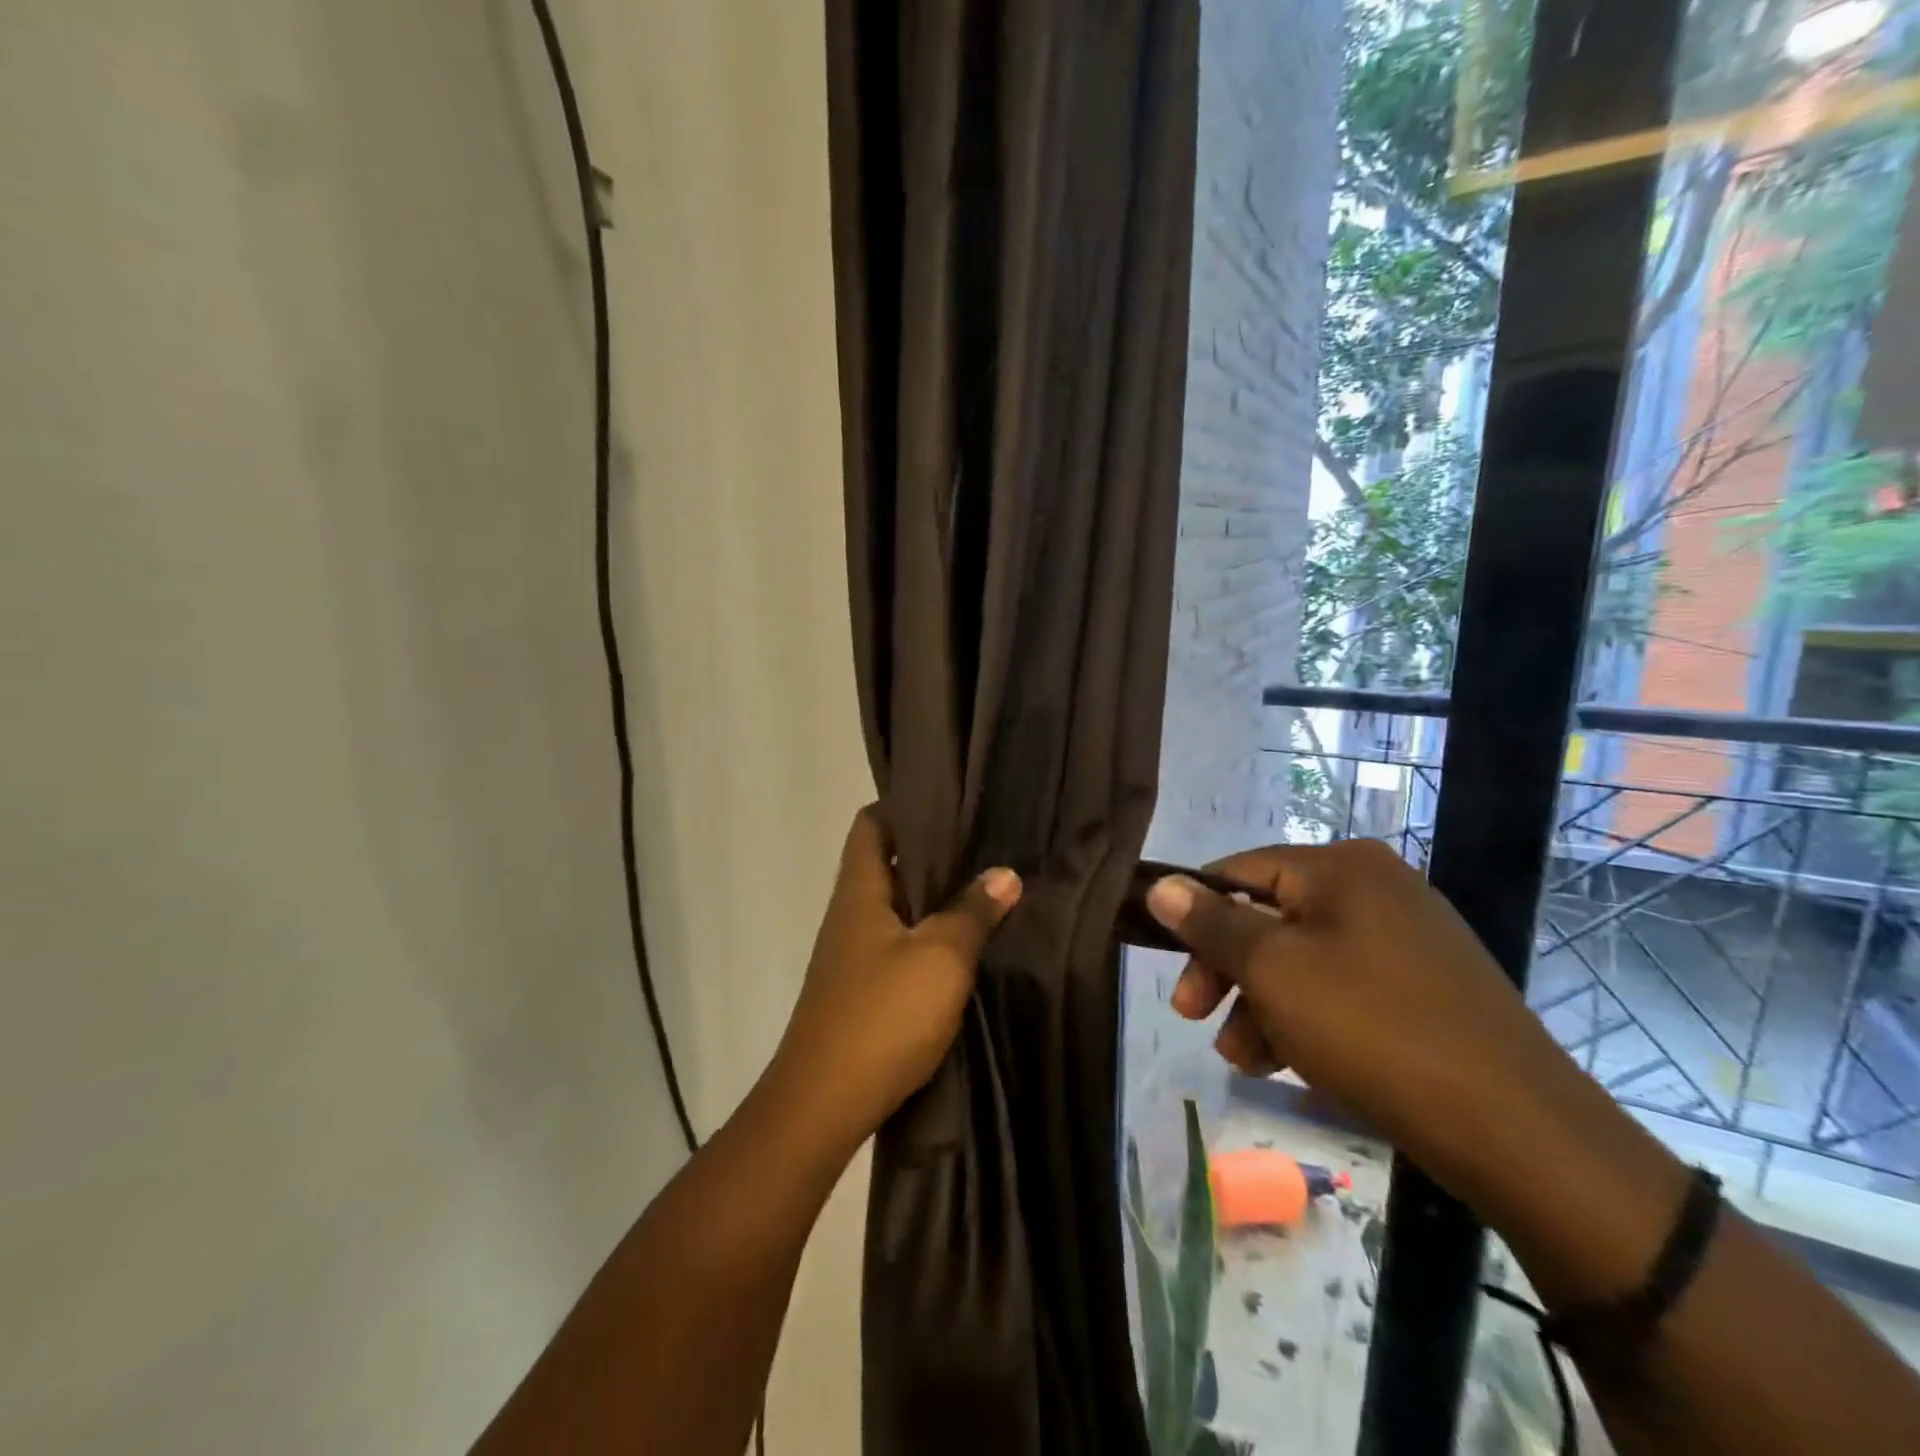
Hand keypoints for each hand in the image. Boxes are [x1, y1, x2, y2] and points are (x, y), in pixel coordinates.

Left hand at [771, 806, 1020, 1150]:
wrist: (824, 1104)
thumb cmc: (882, 1015)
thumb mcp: (940, 958)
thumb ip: (973, 912)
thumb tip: (1005, 873)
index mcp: (860, 892)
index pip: (872, 824)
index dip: (905, 806)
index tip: (951, 803)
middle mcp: (850, 914)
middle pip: (887, 864)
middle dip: (932, 853)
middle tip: (984, 845)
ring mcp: (853, 955)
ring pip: (896, 908)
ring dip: (933, 899)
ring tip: (984, 888)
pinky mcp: (862, 991)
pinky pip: (899, 946)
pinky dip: (928, 937)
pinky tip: (964, 947)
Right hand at [1145, 838, 1629, 1212]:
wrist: (1517, 1132)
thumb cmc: (1374, 1029)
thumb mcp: (1275, 971)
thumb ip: (1212, 923)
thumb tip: (1160, 885)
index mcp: (1343, 867)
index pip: (1240, 871)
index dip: (1196, 915)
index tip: (1170, 969)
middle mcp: (1376, 888)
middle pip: (1270, 918)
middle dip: (1228, 972)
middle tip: (1193, 1018)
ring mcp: (1406, 939)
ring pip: (1303, 960)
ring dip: (1261, 1005)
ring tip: (1246, 1060)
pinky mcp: (1424, 988)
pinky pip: (1342, 989)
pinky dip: (1306, 1019)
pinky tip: (1288, 1064)